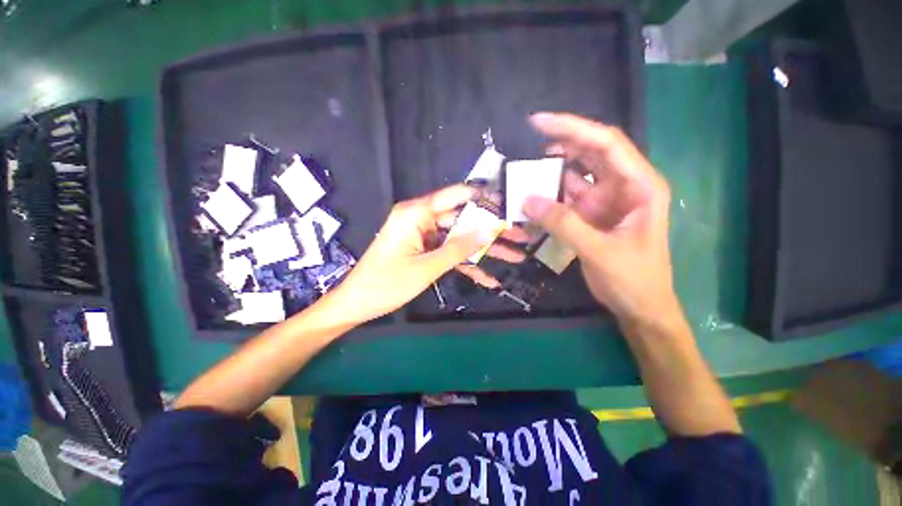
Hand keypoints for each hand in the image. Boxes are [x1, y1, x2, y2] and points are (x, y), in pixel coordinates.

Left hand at [330, 184, 527, 323]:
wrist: (358, 304)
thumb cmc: (386, 284)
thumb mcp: (426, 267)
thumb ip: (458, 248)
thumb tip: (488, 231)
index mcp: (416, 213)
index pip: (456, 196)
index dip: (484, 199)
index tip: (509, 204)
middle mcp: (422, 219)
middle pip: (464, 220)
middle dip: (492, 231)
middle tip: (521, 236)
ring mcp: (425, 236)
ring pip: (461, 239)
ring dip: (485, 250)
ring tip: (516, 257)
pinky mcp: (425, 251)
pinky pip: (450, 254)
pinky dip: (467, 265)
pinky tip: (489, 279)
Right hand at [523, 113, 678, 326]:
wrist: (640, 306)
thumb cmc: (633, 279)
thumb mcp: (600, 251)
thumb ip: (564, 224)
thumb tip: (528, 200)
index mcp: (640, 186)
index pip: (606, 144)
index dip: (573, 128)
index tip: (539, 123)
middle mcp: (623, 186)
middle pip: (591, 153)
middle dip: (561, 144)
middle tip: (529, 142)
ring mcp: (606, 201)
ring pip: (576, 176)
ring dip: (552, 173)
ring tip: (526, 172)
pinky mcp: (591, 216)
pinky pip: (567, 199)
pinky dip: (550, 197)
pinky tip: (533, 198)